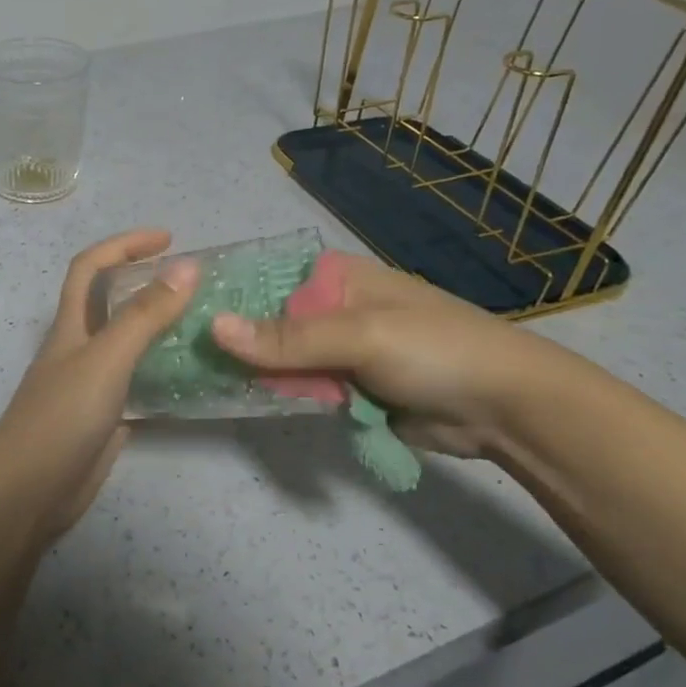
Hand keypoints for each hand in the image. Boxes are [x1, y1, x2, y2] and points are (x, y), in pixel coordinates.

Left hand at [0, 230, 198, 543]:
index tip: (169, 238)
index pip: (90, 267)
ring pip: (126, 342)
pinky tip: (194, 376)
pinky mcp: (105, 418)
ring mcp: (91, 384)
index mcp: (70, 325)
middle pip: (108, 301)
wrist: (29, 493)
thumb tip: (186, 265)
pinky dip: (163, 372)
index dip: (123, 244)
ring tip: (204, 321)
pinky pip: (138, 383)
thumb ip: (144, 315)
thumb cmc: (61, 417)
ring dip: (158, 326)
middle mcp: (78, 348)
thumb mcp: (105, 359)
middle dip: (144, 280)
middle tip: (193, 281)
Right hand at [209, 253, 568, 458]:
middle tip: (178, 353)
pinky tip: (237, 397)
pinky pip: (300, 388)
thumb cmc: (435, 349)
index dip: (224, 293)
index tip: (178, 311)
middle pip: (266, 321)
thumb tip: (213, 327)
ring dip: (251, 369)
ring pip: (279, 358)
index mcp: (335, 278)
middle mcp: (331, 309)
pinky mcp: (347, 388)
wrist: (507, 408)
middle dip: (232, 338)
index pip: (264, 278)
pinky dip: (277, 394)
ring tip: (195, 376)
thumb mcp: (360, 335)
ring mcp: (338, 350)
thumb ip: (287, 337)